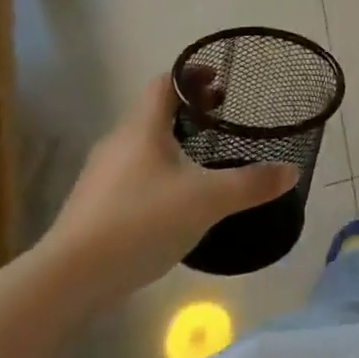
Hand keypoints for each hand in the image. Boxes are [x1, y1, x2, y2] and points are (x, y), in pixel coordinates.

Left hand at [38, 74, 297, 311]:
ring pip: (141, 144)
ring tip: (201, 158)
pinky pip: (130, 174)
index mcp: (142, 127)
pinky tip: (173, 200)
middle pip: (154, 111)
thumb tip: (292, 170)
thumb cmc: (140, 222)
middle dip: (188, 109)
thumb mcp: (207, 201)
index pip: (166, 82)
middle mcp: (118, 142)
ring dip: (171, 141)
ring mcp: (100, 176)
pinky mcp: (92, 208)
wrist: (67, 282)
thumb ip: (251, 184)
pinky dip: (155, 171)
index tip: (220, 81)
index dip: (193, 75)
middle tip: (221, 116)